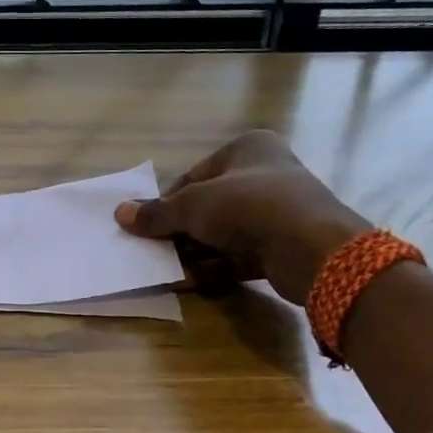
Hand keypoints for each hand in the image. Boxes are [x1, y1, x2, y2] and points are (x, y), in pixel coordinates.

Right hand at [114, 131, 367, 303]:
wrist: (311, 247)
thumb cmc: (248, 206)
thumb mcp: (193, 206)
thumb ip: (157, 213)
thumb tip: (120, 214)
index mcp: (247, 149)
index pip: (194, 176)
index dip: (168, 202)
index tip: (147, 226)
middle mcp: (264, 175)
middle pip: (208, 206)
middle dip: (180, 232)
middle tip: (154, 252)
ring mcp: (276, 213)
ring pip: (223, 233)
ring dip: (194, 253)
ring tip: (166, 271)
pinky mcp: (282, 246)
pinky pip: (239, 255)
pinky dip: (215, 267)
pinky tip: (189, 282)